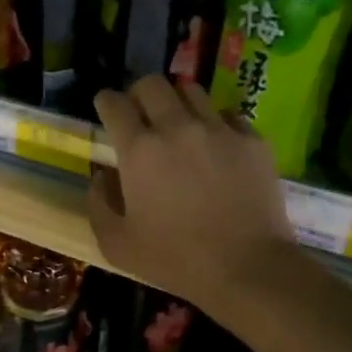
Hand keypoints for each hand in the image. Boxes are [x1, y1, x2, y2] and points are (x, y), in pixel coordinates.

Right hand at [89, 76, 294, 310]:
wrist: (247, 267)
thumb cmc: (175, 260)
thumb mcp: (117, 244)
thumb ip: (99, 203)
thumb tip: (102, 175)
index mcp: (139, 150)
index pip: (114, 103)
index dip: (105, 102)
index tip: (106, 110)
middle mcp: (177, 127)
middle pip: (152, 84)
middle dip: (139, 94)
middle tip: (140, 115)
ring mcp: (219, 130)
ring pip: (192, 92)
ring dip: (178, 103)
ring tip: (179, 124)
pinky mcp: (252, 140)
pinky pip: (228, 115)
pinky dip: (215, 123)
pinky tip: (215, 145)